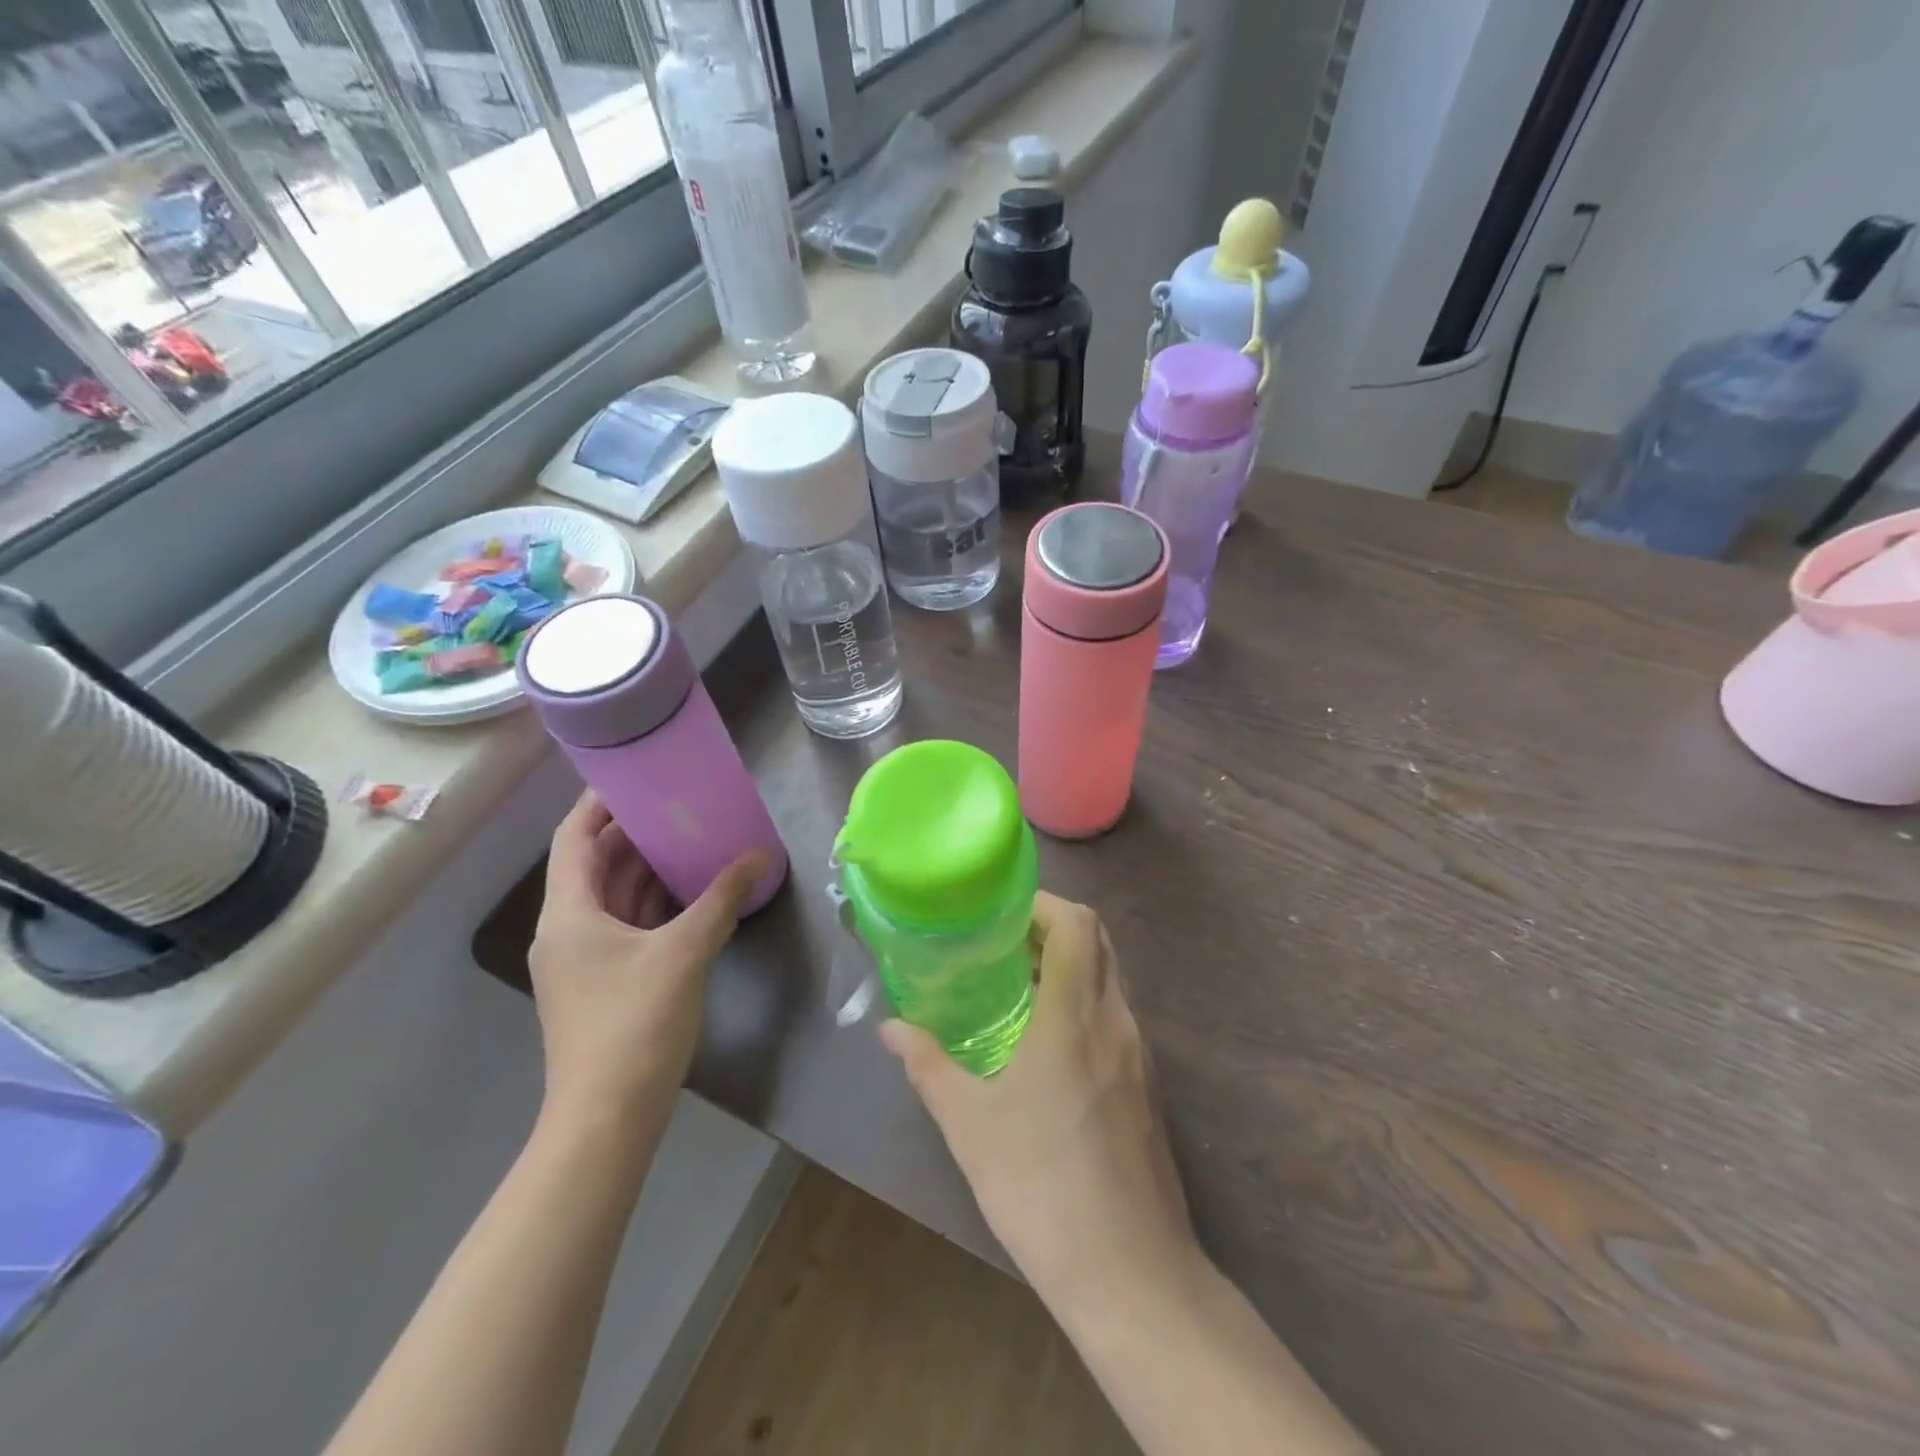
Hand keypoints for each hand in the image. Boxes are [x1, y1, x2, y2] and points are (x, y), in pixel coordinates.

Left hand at [529, 792, 767, 1129]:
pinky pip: (628, 925)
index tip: (633, 776)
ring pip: (613, 897)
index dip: (597, 803)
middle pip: (594, 865)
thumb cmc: (635, 1024)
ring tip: (690, 837)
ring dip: (647, 868)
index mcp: (569, 914)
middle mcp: (568, 930)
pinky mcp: (605, 982)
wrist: (608, 1118)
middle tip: (677, 803)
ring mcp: (584, 959)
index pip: (573, 839)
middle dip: (633, 833)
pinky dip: (654, 903)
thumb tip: (760, 855)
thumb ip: (723, 899)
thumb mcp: (684, 952)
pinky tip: (690, 893)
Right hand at [879, 893, 1196, 1311]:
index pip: (1078, 925)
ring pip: (1111, 980)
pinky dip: (1085, 1003)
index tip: (1002, 912)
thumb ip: (928, 1066)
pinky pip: (1116, 1017)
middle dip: (1055, 928)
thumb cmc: (1041, 1187)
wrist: (1131, 1275)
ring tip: (1018, 985)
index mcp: (1076, 1017)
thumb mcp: (969, 1125)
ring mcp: (1140, 1055)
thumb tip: (889, 1029)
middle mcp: (1116, 1022)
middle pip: (1100, 942)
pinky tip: (1047, 1042)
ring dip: (1071, 966)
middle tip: (1004, 941)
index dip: (1044, 904)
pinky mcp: (1147, 1087)